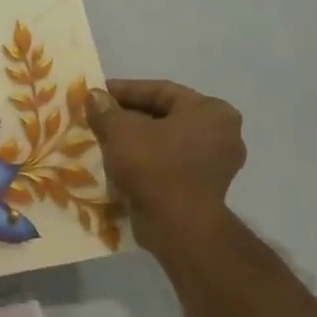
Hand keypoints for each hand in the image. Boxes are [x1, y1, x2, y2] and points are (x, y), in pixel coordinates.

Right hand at [87, 79, 245, 248]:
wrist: (178, 226)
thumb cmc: (154, 167)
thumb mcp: (120, 131)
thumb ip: (106, 110)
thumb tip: (94, 96)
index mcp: (211, 111)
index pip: (161, 90)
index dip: (125, 90)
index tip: (97, 94)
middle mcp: (222, 133)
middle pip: (166, 115)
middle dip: (130, 116)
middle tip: (99, 117)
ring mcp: (216, 163)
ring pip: (167, 141)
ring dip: (136, 139)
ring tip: (104, 140)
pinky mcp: (205, 187)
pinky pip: (170, 163)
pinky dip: (147, 160)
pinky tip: (120, 162)